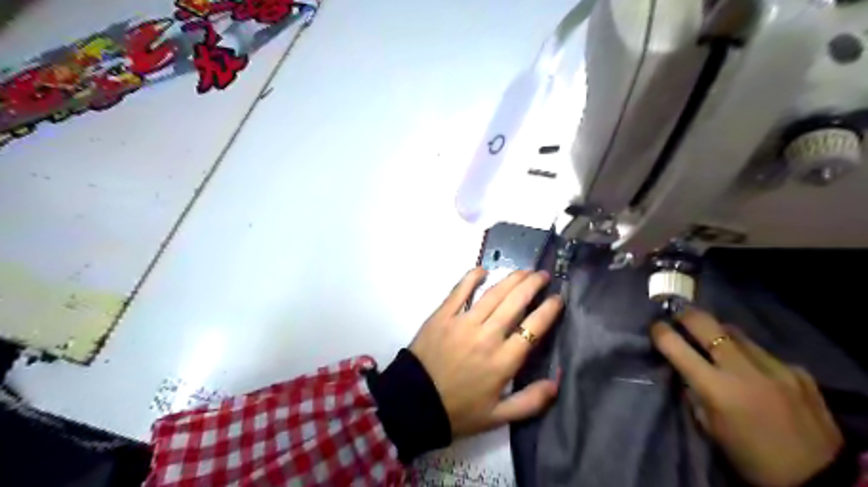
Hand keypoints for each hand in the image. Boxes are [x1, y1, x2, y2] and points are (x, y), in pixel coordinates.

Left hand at [412, 268, 567, 438]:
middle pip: (515, 302)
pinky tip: (483, 269)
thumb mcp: (497, 417)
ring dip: (511, 279)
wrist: (414, 403)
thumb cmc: (458, 410)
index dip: (549, 310)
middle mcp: (487, 336)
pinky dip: (471, 277)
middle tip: (542, 275)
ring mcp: (463, 322)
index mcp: (503, 360)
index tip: (558, 299)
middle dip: (533, 285)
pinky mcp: (442, 315)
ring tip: (524, 270)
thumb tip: (556, 383)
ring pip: (493, 294)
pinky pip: (459, 291)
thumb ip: (530, 402)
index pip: (533, 327)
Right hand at [651, 309, 841, 485]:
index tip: (655, 326)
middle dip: (686, 315)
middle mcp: (744, 369)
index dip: (660, 331)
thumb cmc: (749, 457)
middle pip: (706, 324)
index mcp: (716, 388)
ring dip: (719, 334)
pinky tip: (753, 371)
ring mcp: (775, 366)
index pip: (677, 346)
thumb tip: (684, 368)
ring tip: (715, 343)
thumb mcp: (709, 427)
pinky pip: (762, 352)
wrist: (819, 479)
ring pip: (736, 333)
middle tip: (677, 316)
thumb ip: (694, 392)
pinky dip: (749, 356)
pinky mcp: (797, 371)